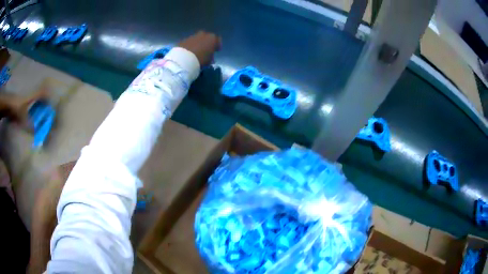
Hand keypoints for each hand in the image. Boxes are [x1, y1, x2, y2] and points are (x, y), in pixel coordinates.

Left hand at [178, 31, 221, 66]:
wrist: (184, 59)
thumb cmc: (200, 59)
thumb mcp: (209, 60)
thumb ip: (211, 56)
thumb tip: (209, 56)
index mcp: (212, 38)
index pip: (218, 40)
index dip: (217, 46)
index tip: (215, 51)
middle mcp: (203, 34)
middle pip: (207, 37)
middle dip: (206, 42)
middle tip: (205, 50)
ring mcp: (192, 36)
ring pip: (197, 39)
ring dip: (197, 43)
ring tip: (195, 52)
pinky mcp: (184, 39)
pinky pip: (189, 42)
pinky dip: (190, 46)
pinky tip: (188, 52)